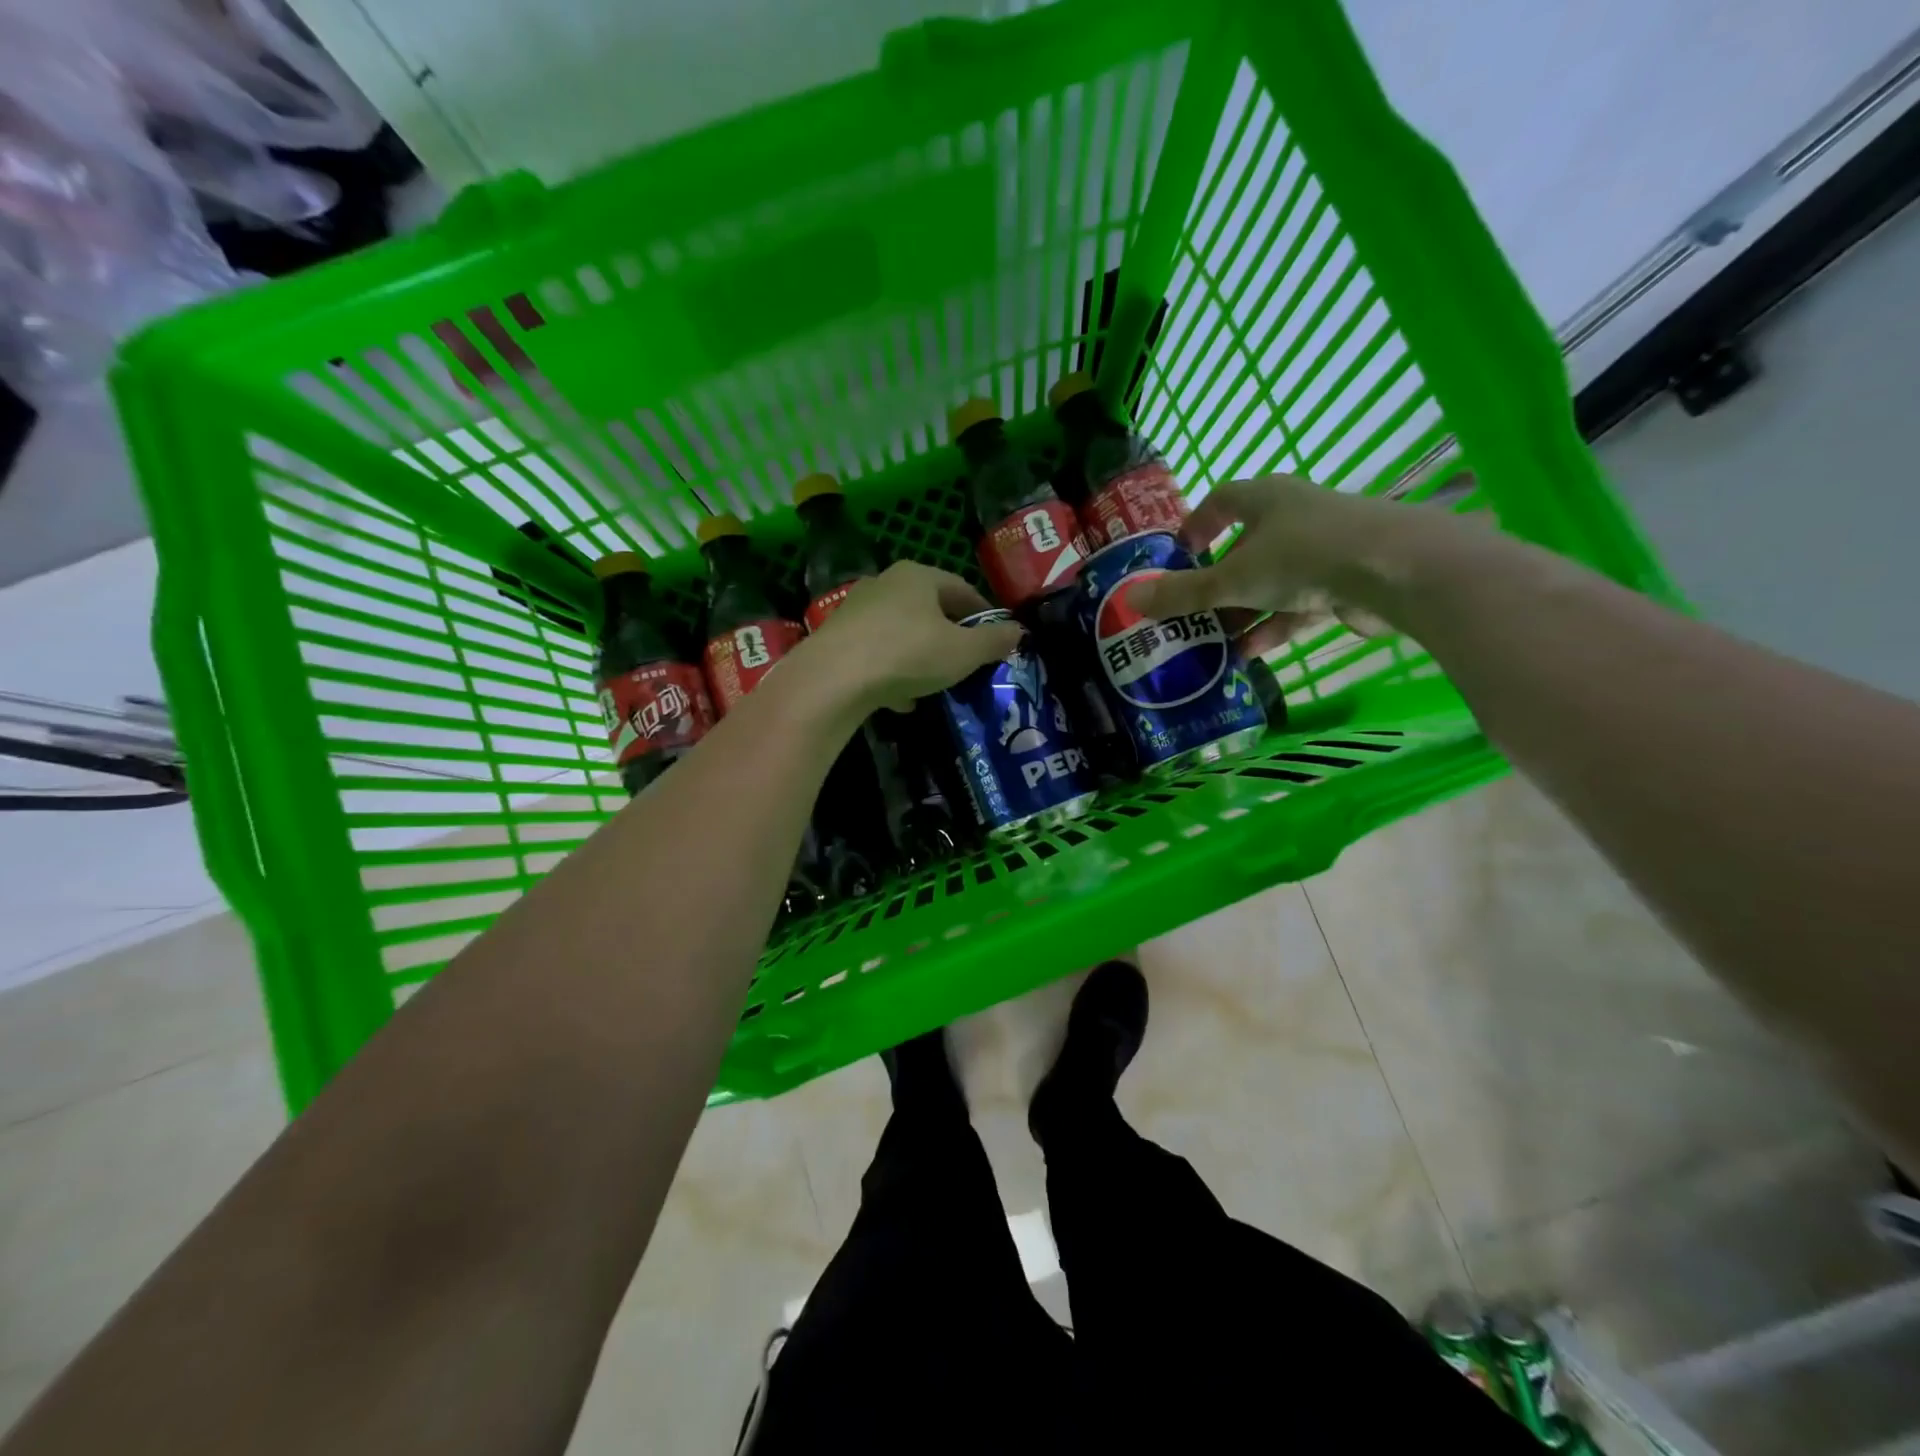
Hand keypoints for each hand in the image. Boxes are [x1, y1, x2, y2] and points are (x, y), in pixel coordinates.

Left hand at [802, 561, 1021, 712]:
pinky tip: (900, 700)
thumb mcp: (963, 652)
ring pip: (901, 632)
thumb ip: (993, 641)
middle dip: (950, 637)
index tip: (996, 639)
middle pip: (929, 609)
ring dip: (921, 656)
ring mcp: (857, 610)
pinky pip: (876, 653)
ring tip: (935, 685)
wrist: (834, 679)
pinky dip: (893, 672)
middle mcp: (886, 583)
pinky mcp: (837, 638)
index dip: (984, 614)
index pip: (962, 589)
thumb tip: (1018, 631)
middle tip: (966, 664)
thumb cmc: (908, 654)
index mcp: (919, 576)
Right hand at [1127, 474, 1469, 649]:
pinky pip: (1298, 604)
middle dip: (1217, 583)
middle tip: (1192, 612)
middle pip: (1245, 547)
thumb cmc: (1302, 557)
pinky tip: (1250, 653)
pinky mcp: (1345, 581)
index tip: (1178, 554)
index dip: (1196, 525)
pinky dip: (1274, 626)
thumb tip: (1130, 600)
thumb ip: (1183, 593)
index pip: (1222, 500)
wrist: (1396, 571)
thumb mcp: (1233, 578)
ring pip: (1271, 581)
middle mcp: (1294, 517)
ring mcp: (1323, 549)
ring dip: (1243, 612)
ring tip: (1215, 643)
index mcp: (1266, 498)